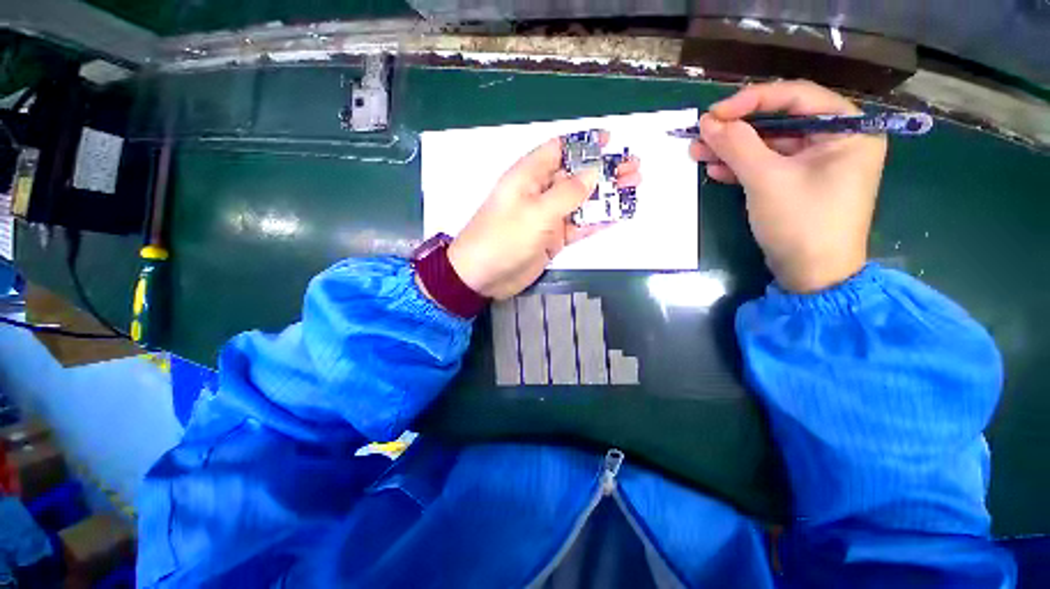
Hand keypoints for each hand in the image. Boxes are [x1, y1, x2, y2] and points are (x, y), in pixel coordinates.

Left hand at [447, 133, 640, 299]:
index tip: (610, 141)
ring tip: (634, 187)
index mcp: (529, 176)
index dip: (584, 143)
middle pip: (576, 176)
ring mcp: (548, 218)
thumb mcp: (536, 211)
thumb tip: (594, 172)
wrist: (484, 276)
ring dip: (606, 195)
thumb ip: (567, 192)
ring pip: (581, 202)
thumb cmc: (504, 237)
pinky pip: (579, 226)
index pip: (559, 150)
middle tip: (634, 167)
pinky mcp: (552, 239)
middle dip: (604, 170)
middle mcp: (540, 193)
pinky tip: (618, 215)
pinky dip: (597, 221)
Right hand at [690, 80, 886, 292]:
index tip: (714, 114)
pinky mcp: (799, 183)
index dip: (751, 100)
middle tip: (700, 134)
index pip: (795, 97)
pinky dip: (742, 168)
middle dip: (737, 129)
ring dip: (733, 150)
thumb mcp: (766, 180)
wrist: (812, 275)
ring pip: (769, 145)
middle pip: (780, 122)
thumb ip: (738, 145)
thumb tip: (708, 122)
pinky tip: (716, 170)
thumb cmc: (801, 222)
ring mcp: (817, 163)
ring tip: (697, 153)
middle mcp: (836, 140)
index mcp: (847, 129)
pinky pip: (768, 166)